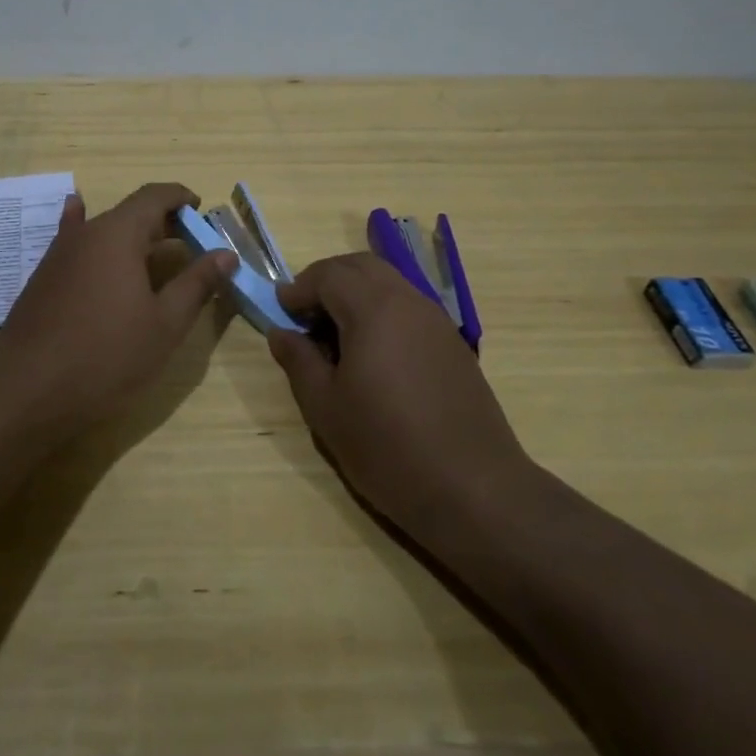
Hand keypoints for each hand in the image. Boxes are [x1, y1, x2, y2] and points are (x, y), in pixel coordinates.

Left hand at [0, 183, 235, 431]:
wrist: (28, 392)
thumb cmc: (107, 356)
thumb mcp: (165, 324)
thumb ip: (197, 283)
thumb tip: (226, 254)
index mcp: (118, 234)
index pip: (154, 196)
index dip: (181, 198)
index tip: (202, 212)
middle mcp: (85, 233)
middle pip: (129, 212)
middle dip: (162, 222)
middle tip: (190, 245)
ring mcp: (58, 255)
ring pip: (102, 230)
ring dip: (132, 236)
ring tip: (154, 251)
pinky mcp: (43, 278)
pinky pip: (72, 243)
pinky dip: (85, 229)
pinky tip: (76, 211)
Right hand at [268, 253, 532, 544]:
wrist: (474, 489)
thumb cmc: (388, 448)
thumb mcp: (326, 408)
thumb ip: (299, 361)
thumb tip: (280, 333)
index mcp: (374, 310)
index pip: (329, 274)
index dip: (299, 288)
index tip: (282, 314)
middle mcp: (408, 302)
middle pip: (362, 266)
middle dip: (328, 280)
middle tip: (306, 315)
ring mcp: (437, 321)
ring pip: (389, 283)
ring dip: (356, 294)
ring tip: (336, 337)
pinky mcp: (453, 344)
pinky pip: (409, 307)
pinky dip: (381, 311)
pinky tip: (373, 355)